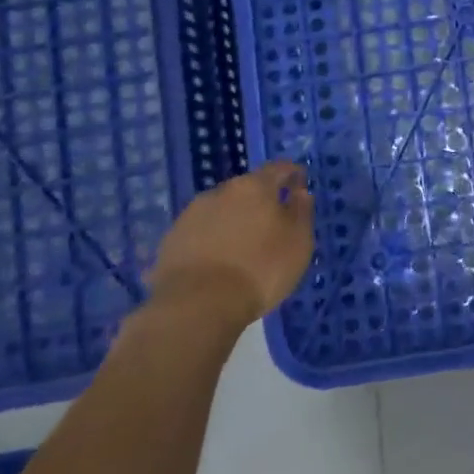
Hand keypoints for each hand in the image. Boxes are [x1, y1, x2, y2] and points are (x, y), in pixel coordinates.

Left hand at [146, 162, 316, 331]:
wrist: (197, 305)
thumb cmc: (260, 269)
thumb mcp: (298, 242)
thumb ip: (301, 212)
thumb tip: (299, 193)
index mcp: (254, 186)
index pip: (278, 169)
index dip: (291, 174)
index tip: (300, 183)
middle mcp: (220, 192)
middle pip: (247, 188)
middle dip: (261, 199)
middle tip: (272, 220)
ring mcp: (191, 214)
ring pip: (221, 209)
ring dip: (234, 219)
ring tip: (243, 243)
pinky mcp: (171, 240)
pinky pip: (201, 232)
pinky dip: (213, 238)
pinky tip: (218, 259)